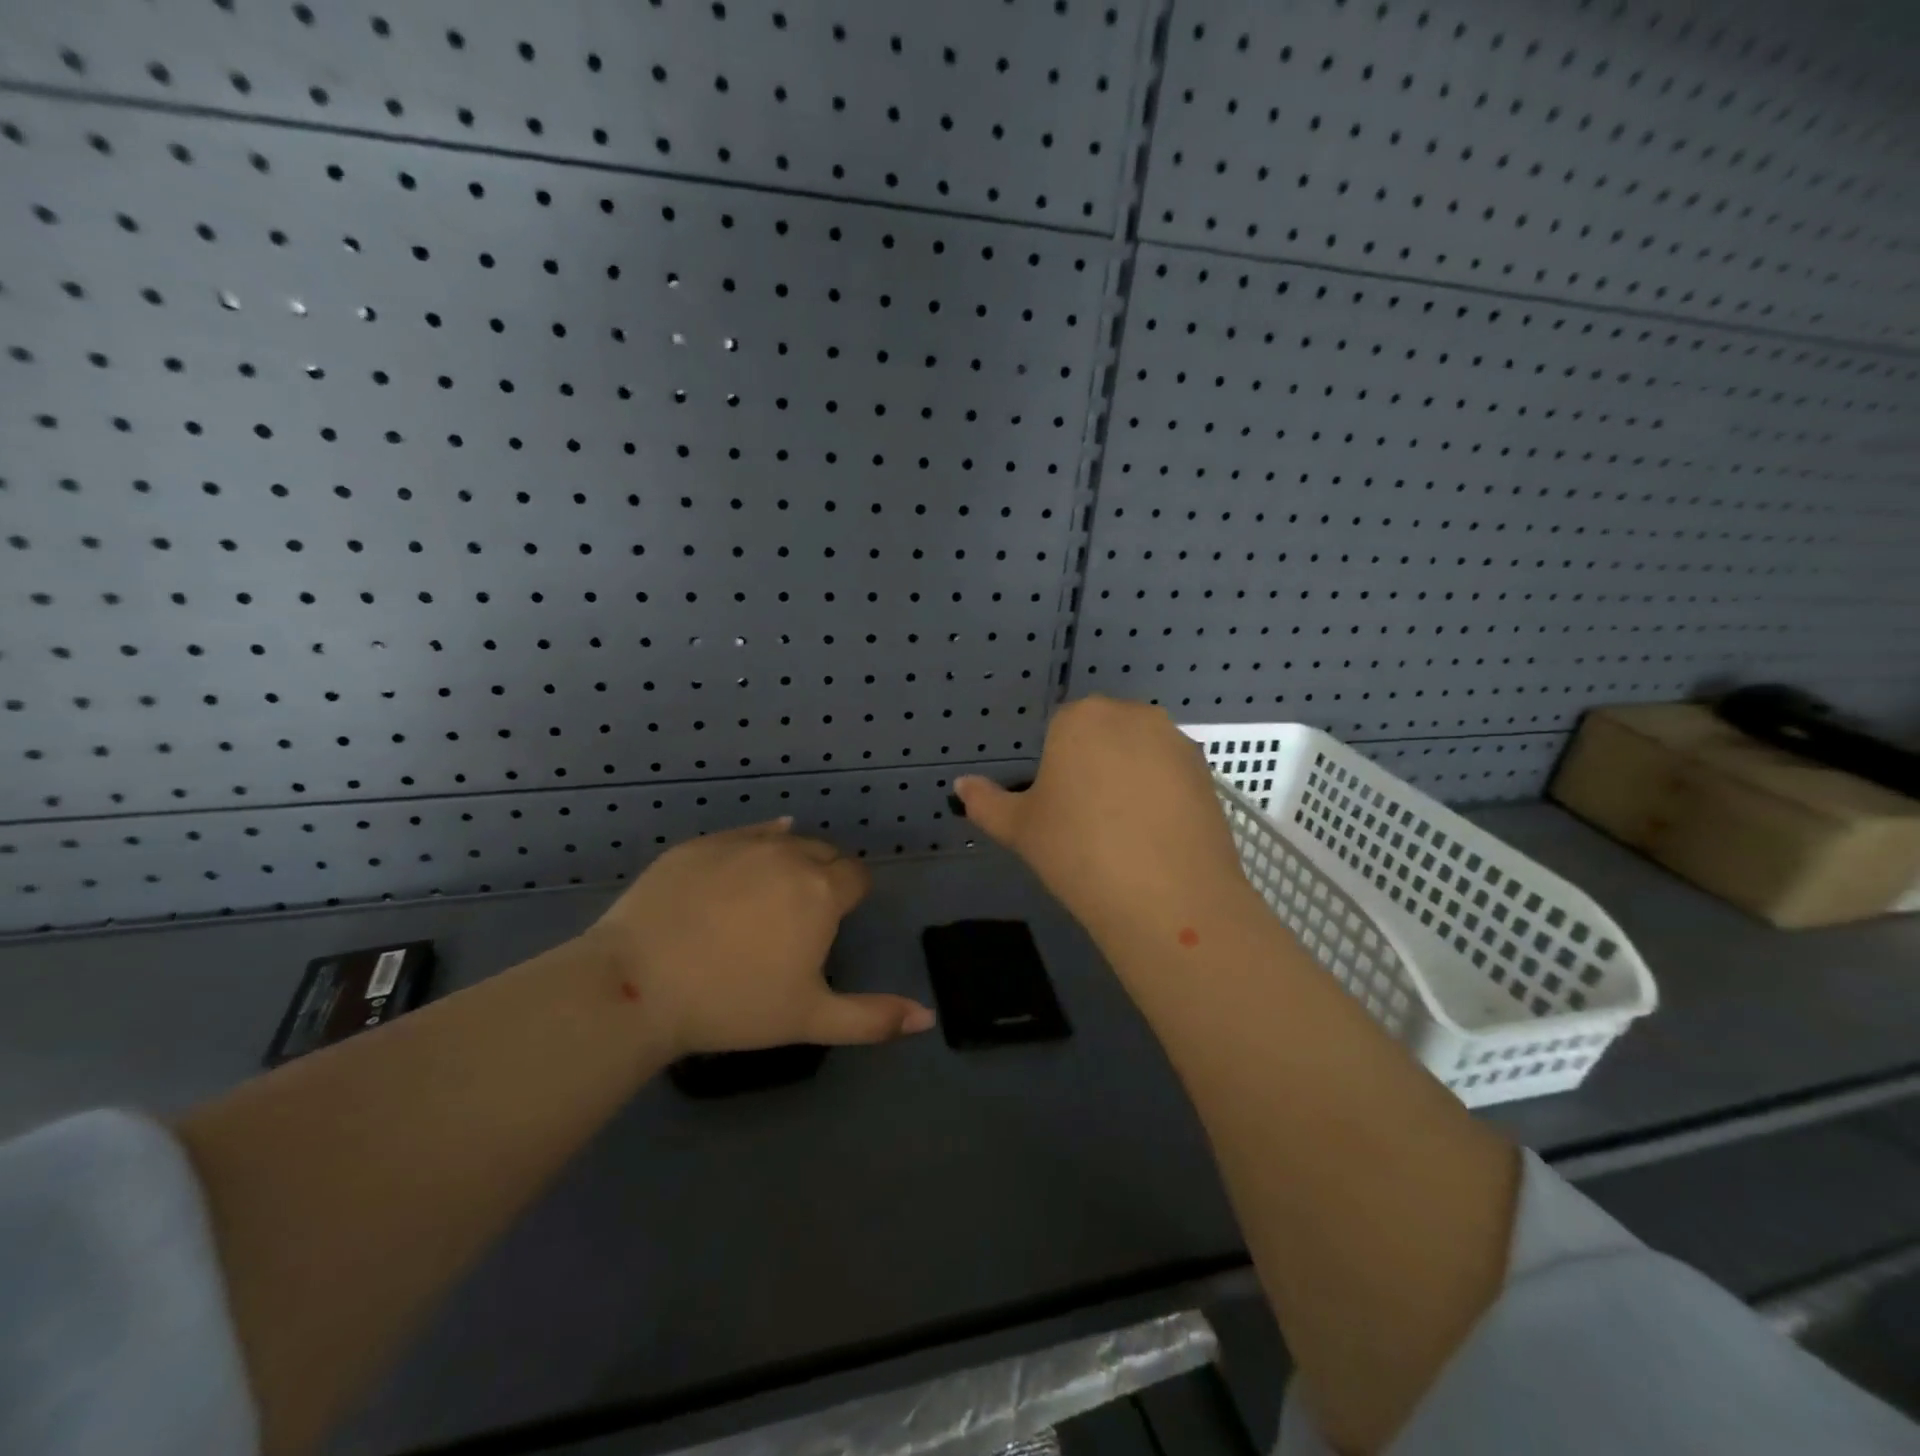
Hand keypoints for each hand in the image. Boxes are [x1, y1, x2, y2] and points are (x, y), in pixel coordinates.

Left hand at [586, 819, 933, 1056]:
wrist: (638, 984)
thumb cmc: (733, 1004)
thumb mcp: (809, 1017)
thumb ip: (873, 1018)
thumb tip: (927, 1017)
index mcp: (822, 891)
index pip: (856, 877)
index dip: (852, 899)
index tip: (835, 923)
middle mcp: (789, 855)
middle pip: (824, 854)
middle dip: (824, 877)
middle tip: (802, 916)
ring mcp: (741, 844)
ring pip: (785, 840)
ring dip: (790, 860)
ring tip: (771, 895)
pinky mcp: (700, 844)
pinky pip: (743, 834)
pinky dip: (755, 845)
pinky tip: (748, 863)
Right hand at [954, 697, 1253, 948]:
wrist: (1166, 896)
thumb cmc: (1078, 851)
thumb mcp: (1020, 829)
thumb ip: (986, 802)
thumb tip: (960, 786)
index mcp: (1080, 718)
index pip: (1059, 730)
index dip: (1056, 770)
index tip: (1059, 809)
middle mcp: (1131, 715)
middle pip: (1102, 734)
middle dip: (1093, 765)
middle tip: (1088, 821)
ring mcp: (1174, 741)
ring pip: (1139, 752)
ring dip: (1129, 777)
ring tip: (1125, 832)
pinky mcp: (1206, 771)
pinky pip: (1170, 773)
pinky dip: (1161, 794)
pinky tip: (1155, 836)